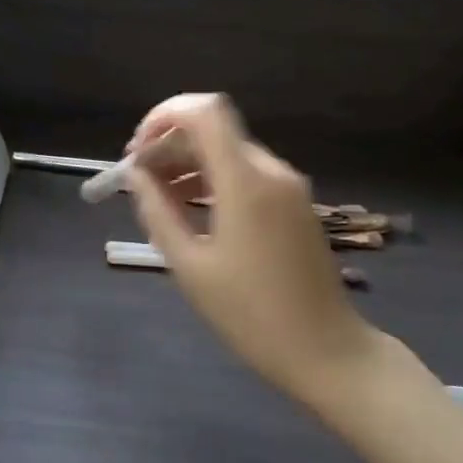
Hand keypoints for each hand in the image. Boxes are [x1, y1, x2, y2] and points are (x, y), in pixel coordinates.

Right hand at [125, 94, 393, 406]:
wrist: (325, 350)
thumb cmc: (250, 314)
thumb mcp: (191, 266)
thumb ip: (158, 212)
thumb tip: (136, 176)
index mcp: (246, 182)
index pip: (205, 112)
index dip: (164, 115)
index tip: (137, 147)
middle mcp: (271, 171)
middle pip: (214, 131)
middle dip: (170, 145)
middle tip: (138, 178)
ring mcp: (289, 187)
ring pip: (230, 151)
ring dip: (190, 163)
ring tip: (158, 197)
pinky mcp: (296, 204)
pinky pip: (248, 174)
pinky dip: (215, 178)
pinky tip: (193, 209)